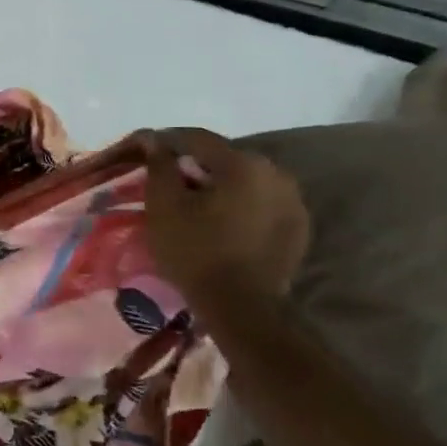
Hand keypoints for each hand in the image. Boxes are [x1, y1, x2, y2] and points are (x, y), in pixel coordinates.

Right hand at [139, 128, 309, 307]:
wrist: (241, 307)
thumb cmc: (196, 251)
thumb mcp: (163, 206)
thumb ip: (159, 166)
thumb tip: (156, 140)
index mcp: (243, 163)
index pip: (197, 138)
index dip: (168, 142)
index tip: (147, 153)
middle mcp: (276, 172)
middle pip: (225, 159)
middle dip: (196, 167)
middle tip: (170, 186)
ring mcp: (294, 201)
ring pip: (246, 182)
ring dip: (221, 188)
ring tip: (197, 208)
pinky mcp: (299, 227)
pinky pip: (262, 204)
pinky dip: (241, 207)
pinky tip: (223, 226)